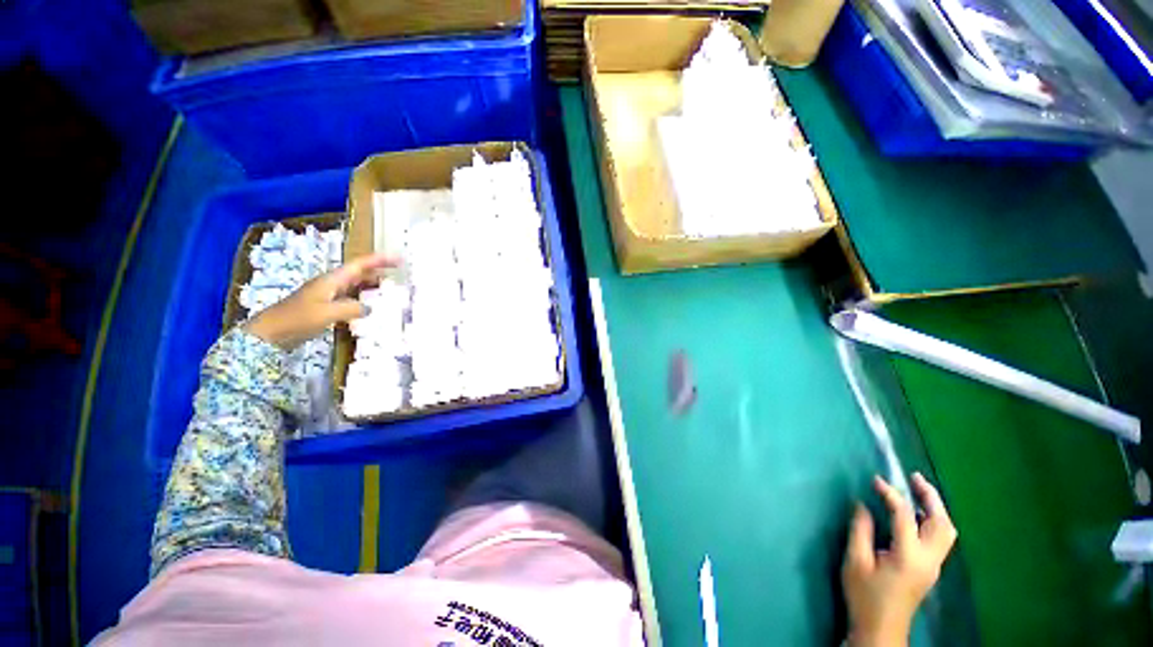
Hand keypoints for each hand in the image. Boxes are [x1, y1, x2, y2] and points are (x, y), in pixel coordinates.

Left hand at [245, 253, 396, 348]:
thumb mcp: (327, 313)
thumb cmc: (297, 319)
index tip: (399, 259)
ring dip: (373, 286)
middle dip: (379, 271)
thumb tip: (370, 307)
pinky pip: (351, 299)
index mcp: (332, 280)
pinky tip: (371, 308)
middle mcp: (332, 284)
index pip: (360, 264)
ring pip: (356, 286)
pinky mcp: (326, 307)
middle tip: (400, 275)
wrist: (269, 332)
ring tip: (391, 291)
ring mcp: (329, 295)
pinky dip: (364, 300)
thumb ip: (352, 308)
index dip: (380, 260)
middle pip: (360, 273)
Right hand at [843, 473, 957, 646]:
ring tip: (918, 491)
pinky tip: (917, 516)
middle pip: (941, 523)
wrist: (881, 629)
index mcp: (909, 555)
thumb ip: (860, 530)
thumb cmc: (865, 596)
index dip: (891, 495)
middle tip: (914, 477)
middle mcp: (929, 559)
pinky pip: (940, 539)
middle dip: (930, 497)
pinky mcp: (930, 569)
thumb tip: (863, 505)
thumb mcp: (855, 561)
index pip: (905, 516)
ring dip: (935, 508)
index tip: (876, 481)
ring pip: (946, 531)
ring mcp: (933, 566)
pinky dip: (932, 520)